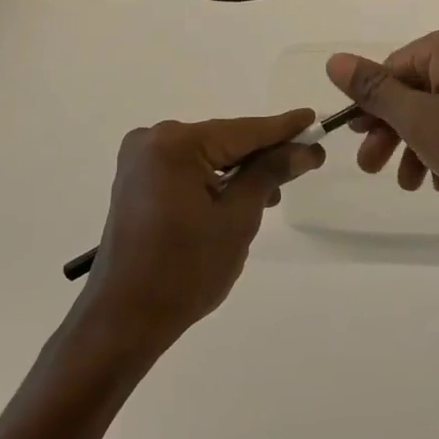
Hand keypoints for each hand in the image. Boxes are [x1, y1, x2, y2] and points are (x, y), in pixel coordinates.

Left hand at [79, 110, 324, 354]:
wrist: (124, 318)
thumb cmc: (185, 270)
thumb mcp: (238, 219)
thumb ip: (269, 174)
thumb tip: (304, 149)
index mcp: (175, 144)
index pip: (243, 131)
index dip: (283, 128)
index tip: (314, 119)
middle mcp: (152, 141)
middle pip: (224, 140)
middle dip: (262, 154)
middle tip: (306, 161)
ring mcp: (140, 162)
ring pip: (207, 156)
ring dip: (240, 171)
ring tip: (276, 192)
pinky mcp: (137, 183)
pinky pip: (188, 170)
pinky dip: (215, 181)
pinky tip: (241, 198)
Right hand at [325, 24, 438, 234]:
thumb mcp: (417, 118)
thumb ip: (374, 90)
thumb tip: (334, 60)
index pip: (393, 67)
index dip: (370, 105)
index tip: (356, 140)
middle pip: (415, 90)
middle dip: (391, 131)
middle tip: (371, 168)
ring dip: (416, 146)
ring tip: (409, 185)